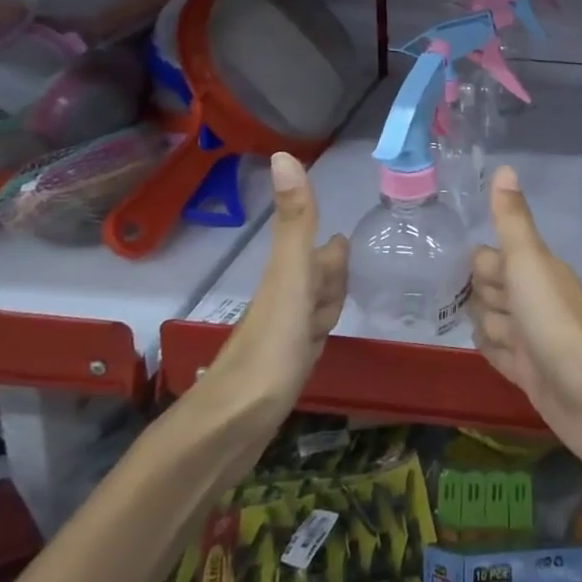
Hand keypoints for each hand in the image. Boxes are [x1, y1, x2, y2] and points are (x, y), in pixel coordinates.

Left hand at [199, 153, 346, 411]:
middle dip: (331, 272)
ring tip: (339, 301)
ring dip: (327, 302)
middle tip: (348, 261)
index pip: (319, 255)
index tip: (344, 238)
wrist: (233, 426)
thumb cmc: (270, 348)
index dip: (331, 249)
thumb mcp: (290, 277)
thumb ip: (295, 221)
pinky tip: (319, 342)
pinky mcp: (285, 370)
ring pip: (313, 311)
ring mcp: (284, 339)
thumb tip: (284, 154)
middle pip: (316, 281)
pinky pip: (309, 342)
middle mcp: (285, 304)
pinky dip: (319, 335)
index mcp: (288, 279)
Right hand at [470, 167, 581, 471]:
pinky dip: (492, 352)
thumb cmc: (556, 320)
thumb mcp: (528, 262)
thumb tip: (504, 168)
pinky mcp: (530, 375)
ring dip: (486, 327)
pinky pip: (501, 356)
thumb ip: (512, 220)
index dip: (481, 265)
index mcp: (536, 271)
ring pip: (494, 324)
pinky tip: (487, 352)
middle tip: (475, 305)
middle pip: (492, 291)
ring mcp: (533, 340)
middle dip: (480, 296)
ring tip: (489, 335)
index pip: (493, 258)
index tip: (459, 269)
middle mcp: (534, 302)